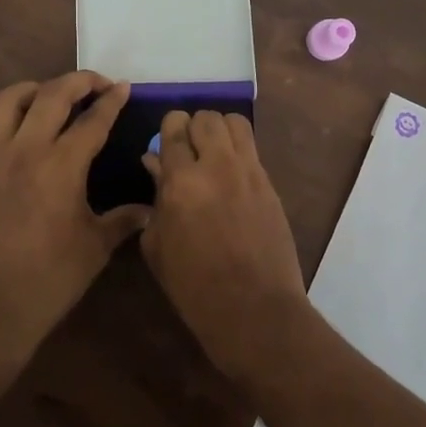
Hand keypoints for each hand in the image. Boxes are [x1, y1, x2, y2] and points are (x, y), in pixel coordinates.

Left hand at [0, 73, 147, 361]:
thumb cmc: (49, 279)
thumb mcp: (95, 248)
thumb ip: (123, 220)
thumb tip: (149, 209)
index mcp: (62, 165)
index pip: (92, 120)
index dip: (111, 101)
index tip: (123, 88)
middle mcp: (25, 150)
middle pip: (51, 95)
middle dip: (78, 81)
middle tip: (96, 83)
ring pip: (6, 101)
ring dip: (32, 89)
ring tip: (48, 95)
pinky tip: (9, 125)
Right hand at [140, 109, 310, 383]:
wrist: (254, 309)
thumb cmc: (193, 285)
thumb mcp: (158, 245)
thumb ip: (156, 197)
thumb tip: (155, 164)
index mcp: (182, 180)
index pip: (175, 127)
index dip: (169, 130)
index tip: (166, 143)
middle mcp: (218, 165)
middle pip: (207, 117)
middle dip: (194, 127)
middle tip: (189, 149)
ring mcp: (250, 172)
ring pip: (235, 123)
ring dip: (220, 131)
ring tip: (213, 153)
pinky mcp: (270, 185)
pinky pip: (252, 150)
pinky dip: (238, 151)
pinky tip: (231, 177)